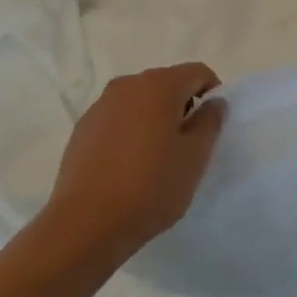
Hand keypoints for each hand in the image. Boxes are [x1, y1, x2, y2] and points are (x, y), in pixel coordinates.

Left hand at [42, 63, 227, 262]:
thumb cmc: (150, 187)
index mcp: (159, 85)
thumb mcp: (194, 158)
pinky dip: (131, 131)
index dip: (212, 93)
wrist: (86, 224)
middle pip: (166, 83)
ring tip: (158, 157)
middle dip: (182, 106)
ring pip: (140, 101)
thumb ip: (209, 122)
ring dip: (155, 118)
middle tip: (188, 144)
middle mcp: (127, 85)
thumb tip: (214, 102)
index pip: (197, 72)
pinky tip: (129, 166)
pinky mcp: (83, 128)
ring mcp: (100, 105)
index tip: (212, 125)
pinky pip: (118, 119)